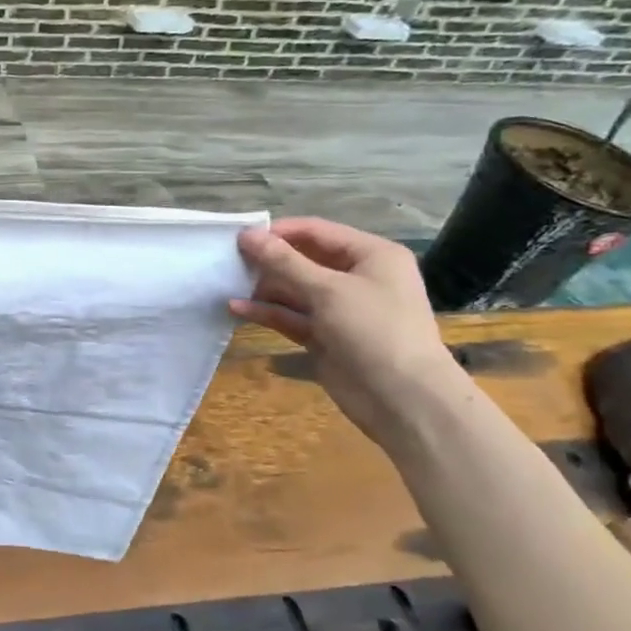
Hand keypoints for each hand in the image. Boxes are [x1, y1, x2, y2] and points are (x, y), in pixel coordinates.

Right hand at [231, 217, 463, 445]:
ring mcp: (341, 309)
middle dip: (268, 261)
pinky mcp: (325, 336)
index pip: (317, 231)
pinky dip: (267, 312)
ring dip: (263, 288)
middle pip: (304, 259)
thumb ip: (284, 262)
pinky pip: (292, 317)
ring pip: (295, 290)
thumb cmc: (374, 330)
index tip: (240, 238)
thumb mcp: (328, 290)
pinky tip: (237, 308)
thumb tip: (247, 235)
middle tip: (228, 261)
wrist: (403, 399)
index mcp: (372, 255)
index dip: (279, 232)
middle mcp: (357, 277)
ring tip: (227, 283)